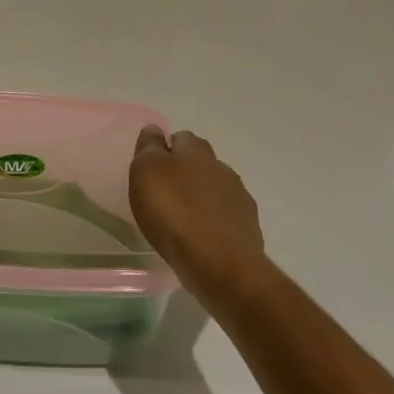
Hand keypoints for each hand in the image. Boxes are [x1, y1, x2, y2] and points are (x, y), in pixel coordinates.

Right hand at [129, 126, 264, 296]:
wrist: (219, 263)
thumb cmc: (174, 213)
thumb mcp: (146, 173)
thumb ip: (149, 148)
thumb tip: (154, 130)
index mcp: (196, 151)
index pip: (180, 138)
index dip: (165, 150)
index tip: (151, 169)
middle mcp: (221, 167)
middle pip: (200, 162)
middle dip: (185, 172)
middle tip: (165, 193)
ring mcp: (238, 197)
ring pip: (215, 188)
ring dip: (201, 197)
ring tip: (182, 218)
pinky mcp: (247, 226)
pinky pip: (225, 215)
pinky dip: (213, 221)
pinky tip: (202, 236)